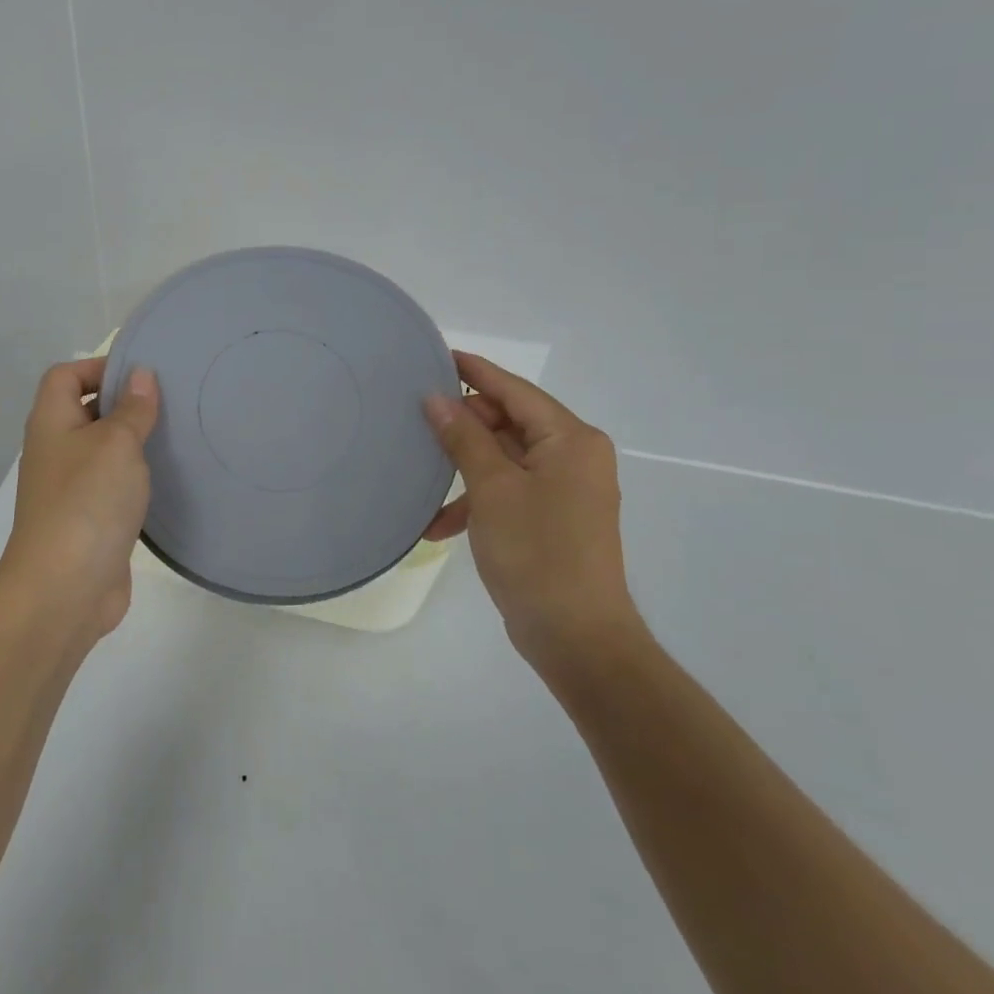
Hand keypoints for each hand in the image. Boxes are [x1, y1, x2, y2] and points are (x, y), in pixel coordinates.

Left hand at [0, 357, 160, 641]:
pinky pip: (113, 486)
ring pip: (103, 450)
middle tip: (170, 402)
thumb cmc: (87, 502)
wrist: (64, 589)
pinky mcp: (89, 520)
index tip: (141, 374)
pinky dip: (135, 478)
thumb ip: (132, 408)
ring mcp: (70, 489)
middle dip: (123, 403)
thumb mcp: (116, 444)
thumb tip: (140, 375)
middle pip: (85, 410)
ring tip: (176, 435)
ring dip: (133, 442)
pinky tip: (166, 479)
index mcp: (51, 423)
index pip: (65, 376)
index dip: (98, 366)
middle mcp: (56, 451)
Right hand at [423, 352, 639, 668]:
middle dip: (464, 426)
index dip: (475, 372)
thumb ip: (464, 438)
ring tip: (421, 474)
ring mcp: (565, 489)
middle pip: (509, 422)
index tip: (437, 356)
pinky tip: (438, 526)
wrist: (576, 638)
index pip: (515, 390)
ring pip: (504, 458)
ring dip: (464, 469)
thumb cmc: (536, 553)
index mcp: (570, 440)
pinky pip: (509, 491)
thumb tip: (437, 398)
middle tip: (416, 422)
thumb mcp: (492, 489)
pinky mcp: (553, 518)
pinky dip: (477, 501)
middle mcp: (574, 456)